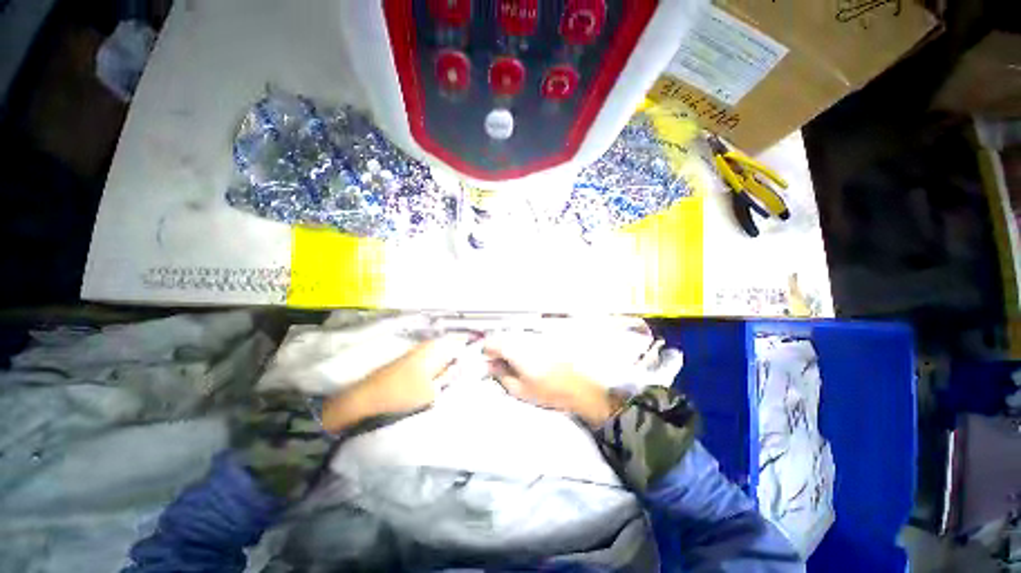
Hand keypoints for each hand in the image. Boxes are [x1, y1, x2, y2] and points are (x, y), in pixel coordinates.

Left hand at [321, 334, 471, 431]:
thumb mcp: (433, 391)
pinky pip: (435, 363)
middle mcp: (430, 346)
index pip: (463, 344)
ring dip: (453, 368)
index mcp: (436, 348)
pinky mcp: (413, 362)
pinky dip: (442, 371)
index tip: (483, 365)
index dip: (475, 353)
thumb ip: (453, 378)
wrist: (365, 398)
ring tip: (460, 382)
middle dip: (464, 362)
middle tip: (472, 377)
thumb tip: (469, 369)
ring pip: (445, 357)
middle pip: (455, 350)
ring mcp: (420, 353)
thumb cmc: (401, 393)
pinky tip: (443, 384)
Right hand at [484, 333, 621, 427]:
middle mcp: (524, 340)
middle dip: (496, 351)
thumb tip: (492, 368)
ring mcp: (534, 339)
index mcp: (515, 350)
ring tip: (513, 368)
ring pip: (513, 339)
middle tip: (498, 367)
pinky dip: (519, 349)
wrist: (576, 387)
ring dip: (508, 350)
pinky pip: (524, 341)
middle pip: (501, 338)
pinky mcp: (542, 341)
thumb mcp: (519, 389)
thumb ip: (501, 376)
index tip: (486, 362)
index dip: (485, 353)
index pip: (491, 343)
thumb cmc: (551, 389)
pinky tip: (525, 364)